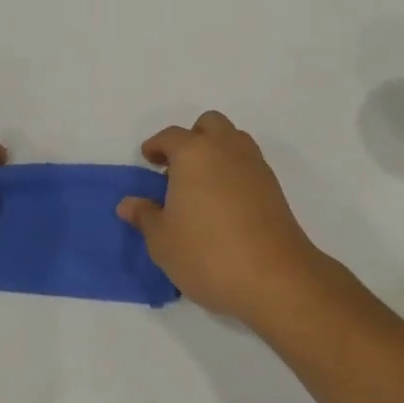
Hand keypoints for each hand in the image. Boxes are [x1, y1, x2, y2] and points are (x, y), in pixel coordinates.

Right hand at [117, 111, 330, 323]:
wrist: (274, 277)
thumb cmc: (207, 254)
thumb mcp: (162, 241)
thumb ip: (145, 216)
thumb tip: (129, 204)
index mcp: (194, 153)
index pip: (170, 136)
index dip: (156, 146)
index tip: (148, 161)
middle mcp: (226, 149)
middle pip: (209, 125)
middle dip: (192, 139)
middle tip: (178, 170)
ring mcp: (254, 166)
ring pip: (233, 140)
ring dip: (216, 152)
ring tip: (201, 187)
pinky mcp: (274, 187)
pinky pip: (248, 164)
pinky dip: (234, 172)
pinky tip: (224, 205)